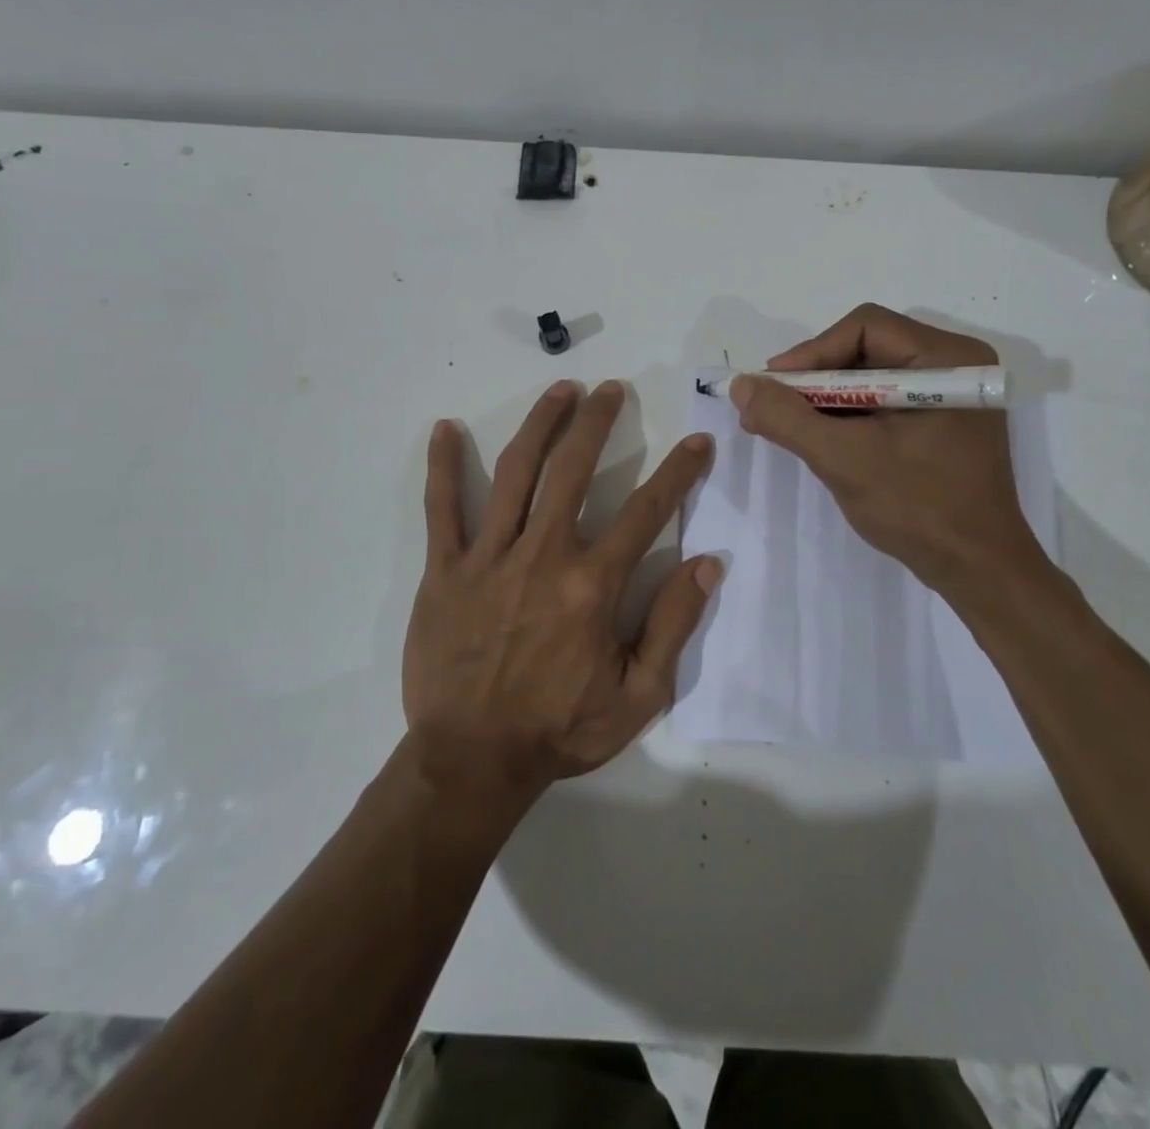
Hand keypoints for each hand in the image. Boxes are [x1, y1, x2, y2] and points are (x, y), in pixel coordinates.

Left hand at [403, 380, 721, 804]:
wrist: (472, 761)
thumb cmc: (560, 730)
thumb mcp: (638, 696)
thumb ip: (673, 625)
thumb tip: (706, 564)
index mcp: (592, 585)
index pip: (646, 512)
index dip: (679, 472)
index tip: (697, 442)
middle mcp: (543, 556)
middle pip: (574, 470)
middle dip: (597, 423)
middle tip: (611, 389)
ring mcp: (489, 558)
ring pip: (516, 472)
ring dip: (541, 424)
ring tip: (560, 390)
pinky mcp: (445, 570)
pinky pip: (442, 509)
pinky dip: (443, 466)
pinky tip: (445, 429)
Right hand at [729, 304, 1048, 592]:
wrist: (977, 570)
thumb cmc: (917, 507)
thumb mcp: (842, 459)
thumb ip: (787, 418)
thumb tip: (741, 385)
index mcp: (947, 359)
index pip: (865, 328)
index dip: (811, 352)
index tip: (772, 387)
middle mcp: (955, 364)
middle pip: (867, 349)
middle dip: (815, 379)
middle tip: (773, 406)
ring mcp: (951, 395)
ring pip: (871, 376)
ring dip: (826, 399)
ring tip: (788, 426)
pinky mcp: (943, 422)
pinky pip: (884, 402)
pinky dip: (848, 415)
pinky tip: (820, 438)